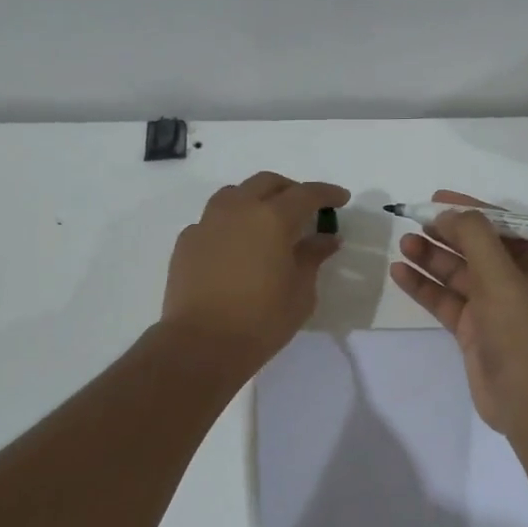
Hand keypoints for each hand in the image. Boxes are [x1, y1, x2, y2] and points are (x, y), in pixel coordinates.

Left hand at [161, 172, 349, 372]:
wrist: (201, 343)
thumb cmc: (262, 319)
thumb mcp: (300, 291)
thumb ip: (312, 257)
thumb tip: (326, 239)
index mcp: (272, 218)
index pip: (306, 194)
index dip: (327, 193)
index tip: (341, 198)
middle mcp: (238, 209)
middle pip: (267, 183)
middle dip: (290, 190)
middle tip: (305, 208)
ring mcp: (207, 223)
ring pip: (234, 194)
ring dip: (256, 199)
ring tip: (266, 221)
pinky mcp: (187, 241)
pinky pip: (212, 220)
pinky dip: (230, 224)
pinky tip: (236, 246)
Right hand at [388, 191, 527, 435]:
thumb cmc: (523, 333)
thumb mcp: (502, 277)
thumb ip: (475, 238)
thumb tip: (450, 213)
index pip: (504, 225)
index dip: (471, 209)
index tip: (437, 198)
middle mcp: (520, 281)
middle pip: (478, 247)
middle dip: (446, 234)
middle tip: (413, 220)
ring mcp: (496, 307)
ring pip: (459, 274)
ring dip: (432, 258)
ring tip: (403, 244)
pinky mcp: (474, 329)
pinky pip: (447, 299)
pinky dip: (425, 286)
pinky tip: (400, 273)